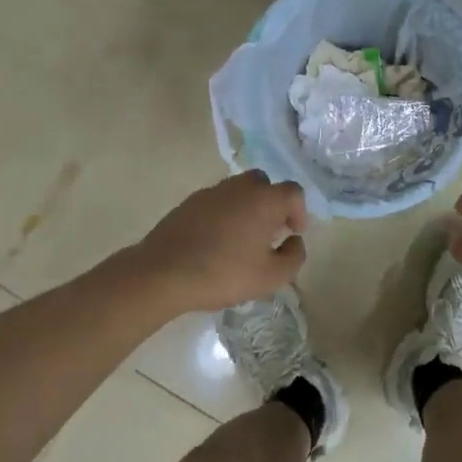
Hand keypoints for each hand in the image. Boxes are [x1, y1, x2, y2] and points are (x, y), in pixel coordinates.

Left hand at [130, 172, 307, 313]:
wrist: (163, 273)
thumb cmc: (224, 273)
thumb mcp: (271, 277)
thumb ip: (294, 256)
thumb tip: (295, 241)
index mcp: (264, 200)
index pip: (293, 192)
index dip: (299, 211)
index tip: (293, 234)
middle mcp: (240, 187)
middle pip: (264, 184)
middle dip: (272, 204)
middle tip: (269, 231)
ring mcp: (211, 192)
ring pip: (238, 191)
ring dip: (247, 208)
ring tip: (242, 238)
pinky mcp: (188, 203)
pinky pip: (216, 202)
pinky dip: (223, 214)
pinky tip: (216, 241)